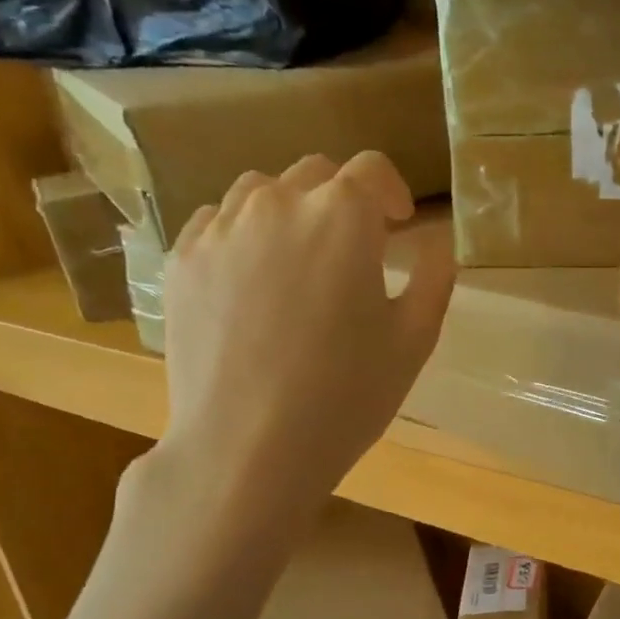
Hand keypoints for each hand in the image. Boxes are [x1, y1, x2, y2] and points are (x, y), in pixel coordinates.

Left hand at [152, 151, 453, 516]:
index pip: (371, 169)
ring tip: (298, 257)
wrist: (247, 448)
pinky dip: (241, 233)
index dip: (391, 192)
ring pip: (260, 191)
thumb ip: (433, 277)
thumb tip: (437, 244)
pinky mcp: (182, 261)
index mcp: (342, 216)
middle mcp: (277, 204)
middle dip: (343, 200)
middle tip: (354, 249)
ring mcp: (220, 229)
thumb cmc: (345, 395)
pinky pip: (215, 222)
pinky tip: (249, 278)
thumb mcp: (414, 340)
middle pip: (316, 174)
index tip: (399, 225)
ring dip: (290, 209)